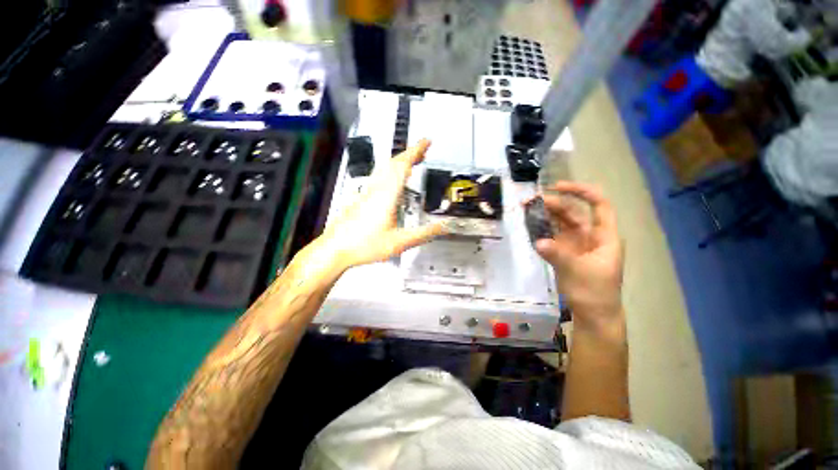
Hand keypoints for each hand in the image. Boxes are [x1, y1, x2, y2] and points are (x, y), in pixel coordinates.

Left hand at [314, 139, 444, 271]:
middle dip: (409, 153)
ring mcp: (367, 193)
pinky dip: (390, 172)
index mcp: (386, 195)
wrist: (335, 248)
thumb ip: (423, 234)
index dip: (416, 151)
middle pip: (393, 163)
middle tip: (422, 150)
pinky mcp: (362, 199)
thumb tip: (442, 227)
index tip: (426, 141)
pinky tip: (393, 182)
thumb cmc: (363, 245)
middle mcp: (375, 190)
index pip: (403, 165)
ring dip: (400, 162)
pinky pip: (379, 178)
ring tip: (411, 162)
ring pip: (384, 169)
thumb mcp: (399, 242)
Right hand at [533, 182, 624, 332]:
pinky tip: (529, 226)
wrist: (593, 314)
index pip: (598, 205)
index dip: (581, 192)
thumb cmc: (594, 293)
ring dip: (545, 216)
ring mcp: (575, 245)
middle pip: (573, 213)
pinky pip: (551, 236)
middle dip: (554, 204)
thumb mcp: (578, 272)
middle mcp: (590, 236)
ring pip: (560, 224)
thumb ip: (558, 255)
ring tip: (526, 210)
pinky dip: (541, 230)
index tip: (558, 187)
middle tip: (531, 202)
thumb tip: (538, 241)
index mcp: (604, 236)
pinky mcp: (563, 253)